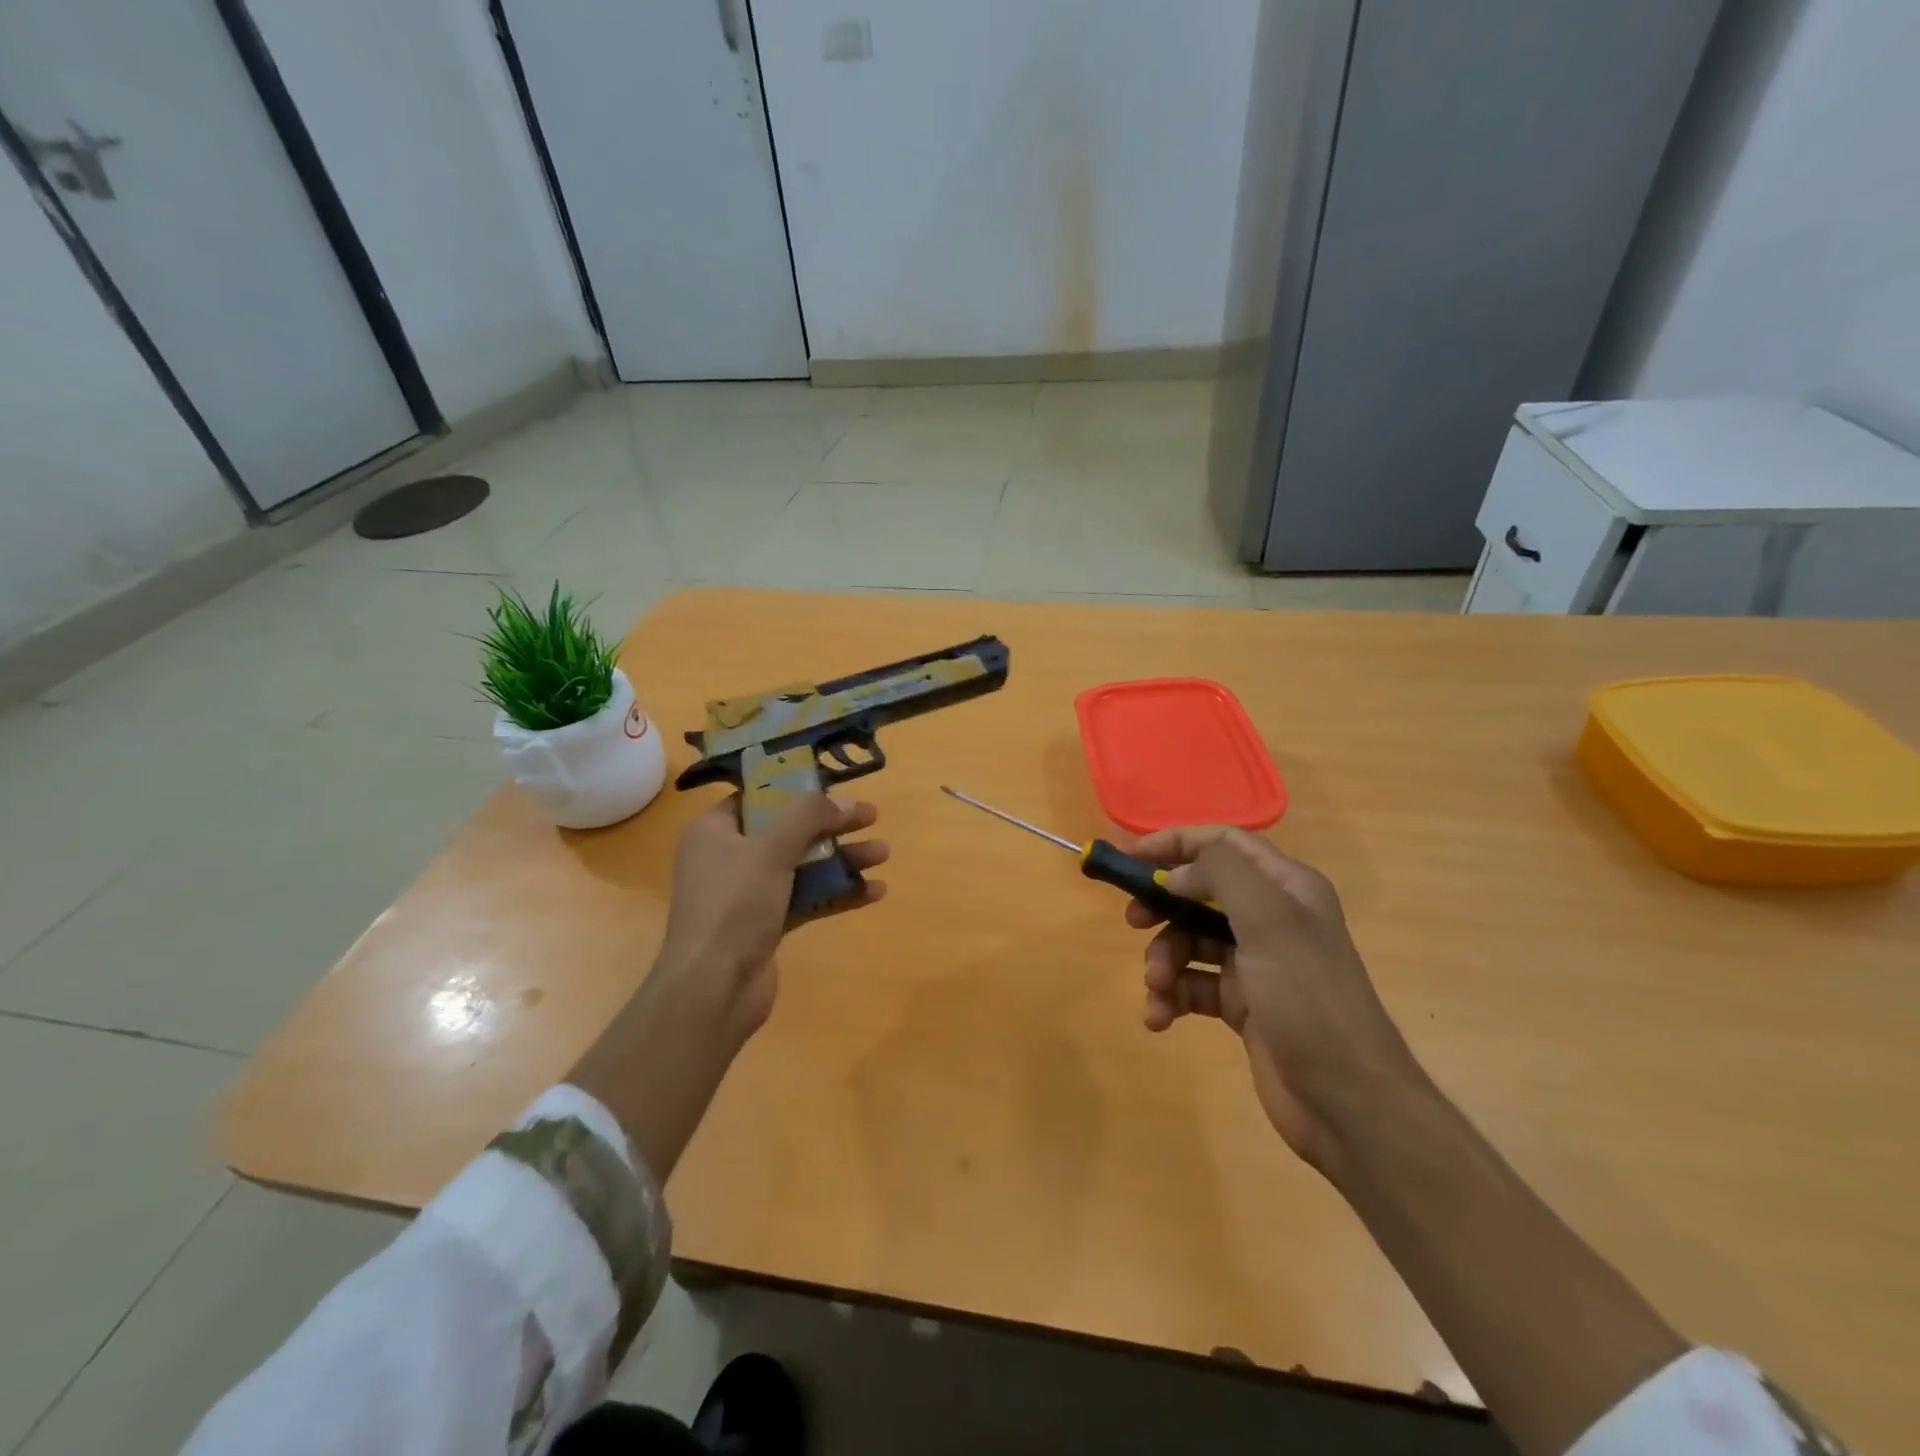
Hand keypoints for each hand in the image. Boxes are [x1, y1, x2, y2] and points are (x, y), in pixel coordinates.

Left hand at [656, 794, 887, 1040]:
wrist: (713, 989)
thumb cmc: (734, 906)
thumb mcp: (770, 849)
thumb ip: (808, 817)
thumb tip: (843, 801)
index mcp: (715, 831)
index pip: (756, 798)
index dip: (795, 789)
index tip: (833, 787)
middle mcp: (728, 858)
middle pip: (787, 830)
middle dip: (831, 825)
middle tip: (871, 816)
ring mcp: (747, 894)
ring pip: (801, 865)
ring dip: (841, 858)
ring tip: (883, 853)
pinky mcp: (765, 925)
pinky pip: (806, 898)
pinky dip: (836, 892)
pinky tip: (874, 891)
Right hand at [1127, 826, 1422, 1170]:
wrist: (1348, 1102)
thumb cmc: (1308, 998)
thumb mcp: (1269, 920)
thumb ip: (1220, 874)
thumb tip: (1177, 874)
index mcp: (1286, 887)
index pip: (1224, 843)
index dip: (1176, 842)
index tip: (1132, 856)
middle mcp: (1271, 918)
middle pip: (1200, 892)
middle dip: (1163, 905)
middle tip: (1133, 921)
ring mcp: (1256, 963)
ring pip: (1191, 941)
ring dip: (1164, 959)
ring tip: (1157, 987)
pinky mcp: (1242, 1004)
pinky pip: (1193, 985)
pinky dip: (1172, 996)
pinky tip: (1159, 1017)